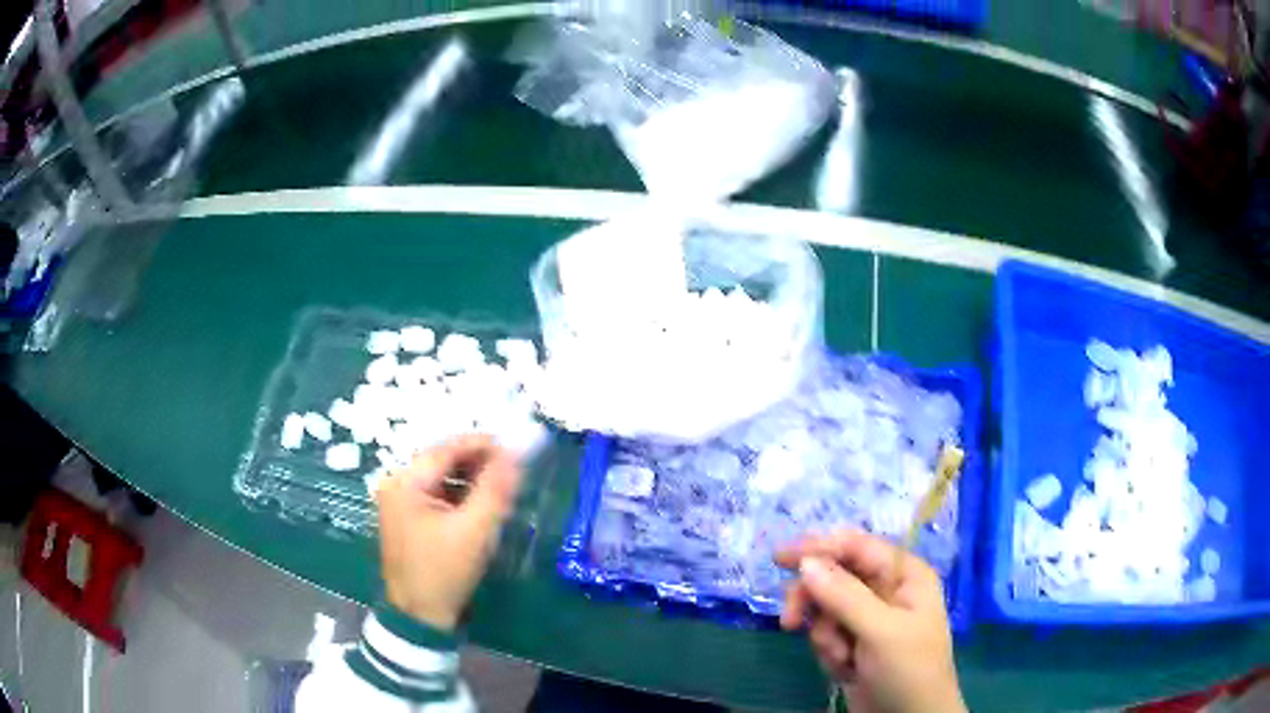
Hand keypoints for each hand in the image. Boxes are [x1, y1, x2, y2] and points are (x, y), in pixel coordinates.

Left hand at [375, 435, 523, 631]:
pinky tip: (481, 504)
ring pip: (441, 477)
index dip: (483, 444)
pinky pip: (437, 495)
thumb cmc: (444, 572)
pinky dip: (460, 495)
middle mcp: (397, 485)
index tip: (517, 447)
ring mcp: (400, 503)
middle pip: (442, 460)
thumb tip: (516, 451)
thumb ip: (496, 488)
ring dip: (471, 479)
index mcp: (405, 482)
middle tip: (514, 469)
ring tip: (502, 486)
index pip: (447, 448)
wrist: (419, 618)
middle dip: (478, 462)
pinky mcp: (408, 519)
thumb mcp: (474, 531)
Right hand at [775, 530, 965, 712]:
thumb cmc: (909, 669)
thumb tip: (805, 561)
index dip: (820, 547)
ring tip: (840, 657)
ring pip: (824, 606)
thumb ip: (844, 596)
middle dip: (814, 601)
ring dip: (824, 633)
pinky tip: (844, 667)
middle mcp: (885, 589)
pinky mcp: (852, 641)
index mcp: (904, 575)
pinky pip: (824, 632)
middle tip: (789, 621)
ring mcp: (867, 617)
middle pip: (833, 575)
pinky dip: (827, 649)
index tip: (781, 558)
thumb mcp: (881, 632)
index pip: (857, 547)